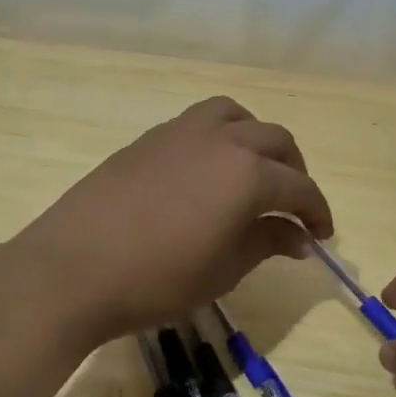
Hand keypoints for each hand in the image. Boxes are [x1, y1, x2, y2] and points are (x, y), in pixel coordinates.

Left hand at [13, 96, 333, 345]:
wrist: (74, 267)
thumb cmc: (157, 280)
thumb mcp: (222, 271)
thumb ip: (266, 243)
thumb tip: (299, 236)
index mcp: (247, 174)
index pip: (299, 187)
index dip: (317, 211)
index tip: (321, 236)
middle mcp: (221, 141)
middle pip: (275, 141)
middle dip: (294, 171)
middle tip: (293, 206)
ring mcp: (181, 132)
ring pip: (236, 116)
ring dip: (256, 139)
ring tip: (254, 171)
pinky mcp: (149, 138)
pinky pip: (199, 122)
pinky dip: (220, 137)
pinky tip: (207, 171)